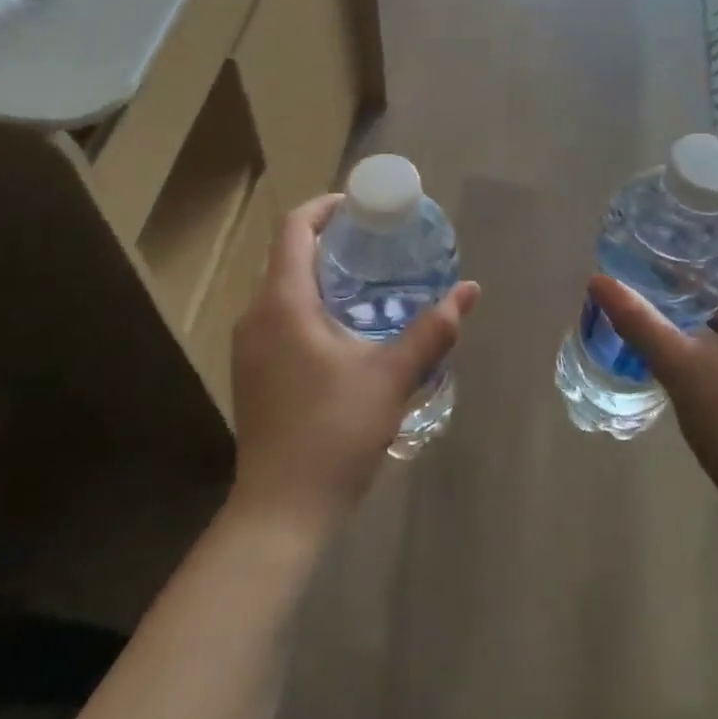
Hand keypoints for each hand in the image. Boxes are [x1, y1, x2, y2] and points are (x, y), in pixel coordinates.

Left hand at [229, 194, 480, 538]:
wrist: (280, 512)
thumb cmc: (333, 433)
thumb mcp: (391, 377)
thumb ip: (432, 330)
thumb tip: (469, 290)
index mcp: (282, 303)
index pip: (294, 229)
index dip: (325, 207)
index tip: (361, 206)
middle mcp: (256, 315)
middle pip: (287, 255)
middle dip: (328, 240)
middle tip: (375, 241)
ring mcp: (248, 347)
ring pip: (281, 288)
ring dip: (318, 274)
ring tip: (366, 279)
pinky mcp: (253, 372)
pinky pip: (278, 317)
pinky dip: (308, 304)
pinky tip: (343, 328)